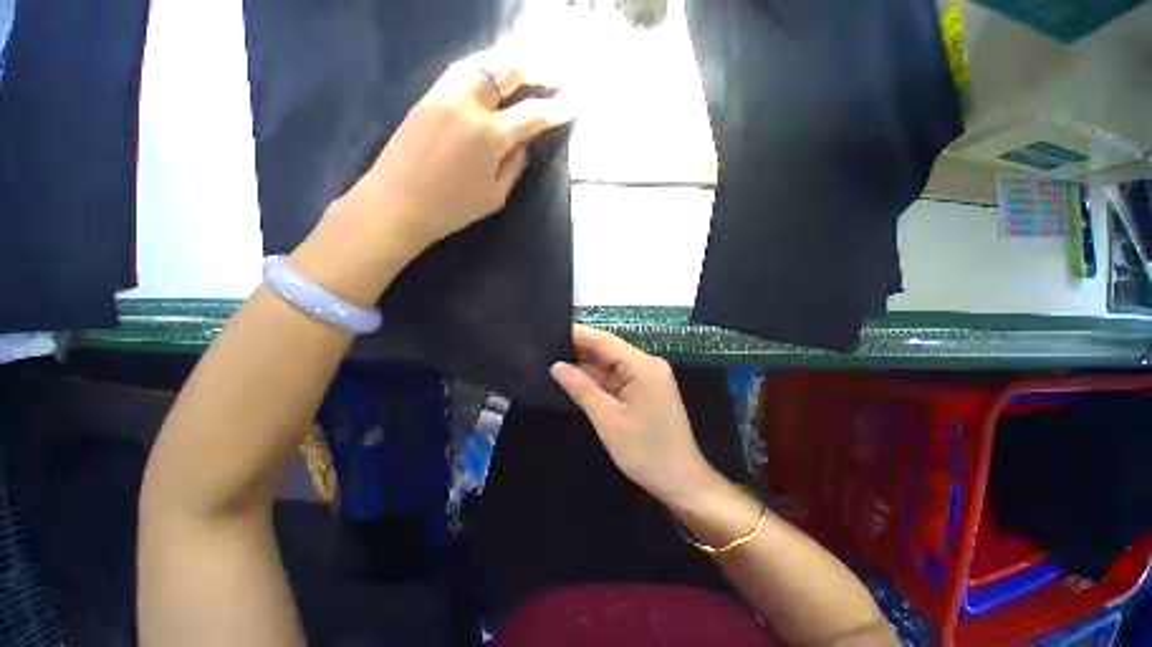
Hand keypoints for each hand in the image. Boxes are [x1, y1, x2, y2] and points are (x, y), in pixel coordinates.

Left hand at [332, 52, 575, 254]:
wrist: (398, 203)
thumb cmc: (453, 208)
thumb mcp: (495, 195)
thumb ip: (515, 165)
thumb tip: (524, 143)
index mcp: (491, 136)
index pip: (533, 114)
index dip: (557, 109)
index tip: (574, 104)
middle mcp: (470, 105)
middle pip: (506, 70)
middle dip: (534, 71)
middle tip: (550, 78)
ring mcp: (445, 95)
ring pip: (482, 63)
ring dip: (507, 65)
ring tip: (522, 75)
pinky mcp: (427, 96)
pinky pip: (461, 72)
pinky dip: (482, 70)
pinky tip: (490, 81)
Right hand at [550, 325, 720, 505]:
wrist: (681, 482)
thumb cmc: (645, 450)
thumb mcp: (608, 419)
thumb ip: (581, 388)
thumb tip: (556, 366)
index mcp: (644, 366)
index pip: (606, 341)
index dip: (579, 335)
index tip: (552, 331)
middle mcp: (648, 366)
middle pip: (609, 352)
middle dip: (581, 353)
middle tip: (547, 351)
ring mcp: (648, 379)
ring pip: (612, 367)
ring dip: (588, 370)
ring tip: (555, 365)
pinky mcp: (646, 392)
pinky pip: (618, 380)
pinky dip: (599, 383)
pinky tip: (577, 383)